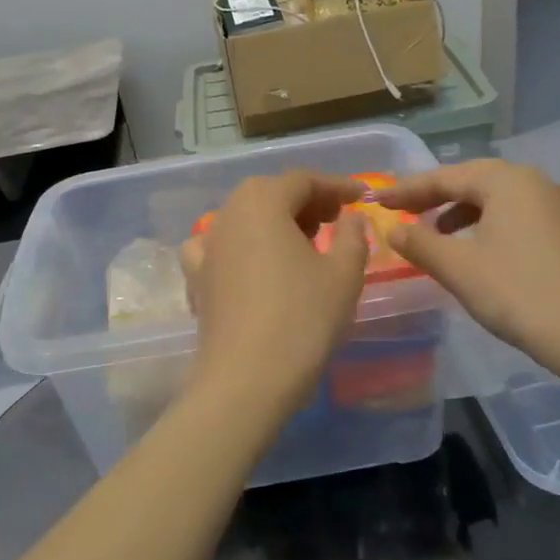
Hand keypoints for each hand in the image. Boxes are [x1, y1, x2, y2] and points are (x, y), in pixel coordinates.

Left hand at [182, 172, 369, 414]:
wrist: (247, 378)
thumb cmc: (303, 318)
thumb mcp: (344, 273)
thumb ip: (351, 234)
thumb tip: (349, 216)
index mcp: (263, 202)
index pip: (304, 180)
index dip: (336, 186)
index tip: (362, 197)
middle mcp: (228, 214)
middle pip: (270, 194)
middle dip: (306, 201)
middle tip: (335, 219)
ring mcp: (207, 246)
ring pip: (245, 218)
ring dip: (275, 222)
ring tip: (303, 243)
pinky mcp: (197, 278)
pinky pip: (220, 248)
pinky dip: (241, 247)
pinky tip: (252, 264)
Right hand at [375, 160, 559, 360]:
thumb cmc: (516, 291)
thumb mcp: (458, 267)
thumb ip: (419, 243)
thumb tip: (394, 230)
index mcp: (507, 181)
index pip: (446, 177)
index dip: (408, 190)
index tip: (378, 201)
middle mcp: (535, 182)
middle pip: (474, 180)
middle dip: (435, 196)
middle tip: (404, 210)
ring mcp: (557, 205)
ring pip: (498, 197)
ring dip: (462, 210)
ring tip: (437, 232)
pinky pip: (517, 214)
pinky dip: (489, 222)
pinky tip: (477, 248)